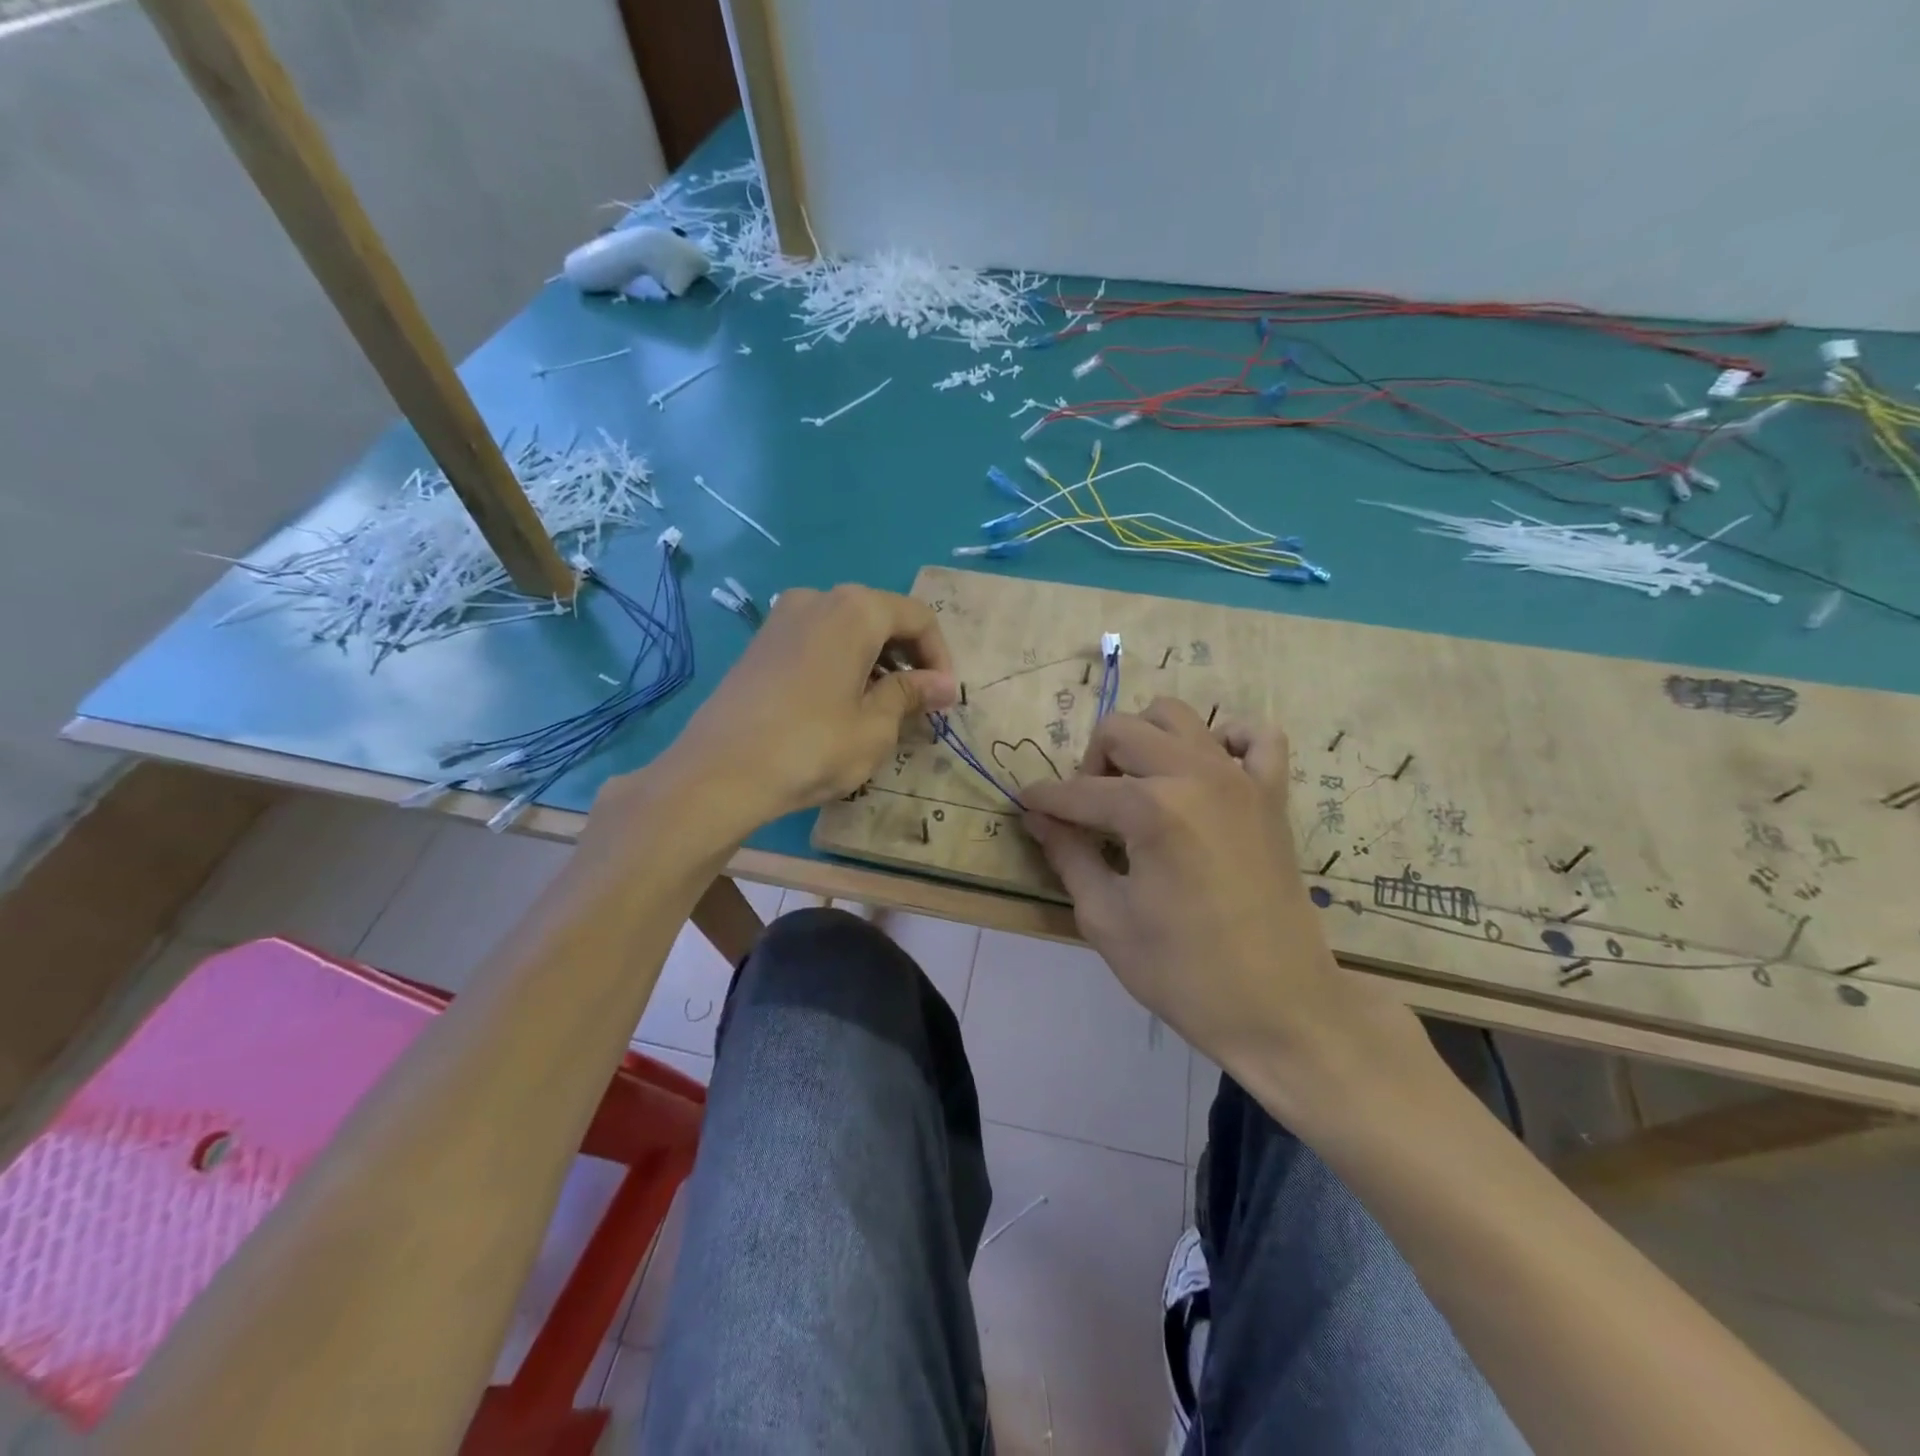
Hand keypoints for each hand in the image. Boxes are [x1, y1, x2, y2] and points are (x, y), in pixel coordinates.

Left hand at [635, 585, 955, 835]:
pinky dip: (843, 664)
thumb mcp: (875, 727)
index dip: (940, 657)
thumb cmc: (812, 747)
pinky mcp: (761, 643)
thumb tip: (944, 684)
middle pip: (881, 618)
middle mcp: (818, 599)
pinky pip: (818, 642)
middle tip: (919, 705)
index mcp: (854, 610)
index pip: (917, 618)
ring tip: (883, 709)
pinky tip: (842, 705)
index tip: (945, 699)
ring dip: (876, 662)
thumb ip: (911, 695)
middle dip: (908, 658)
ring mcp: (782, 618)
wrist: (719, 773)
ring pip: (848, 630)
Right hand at [1020, 698, 1387, 1099]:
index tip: (1024, 805)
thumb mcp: (1106, 919)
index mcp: (1150, 809)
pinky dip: (1225, 740)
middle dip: (1091, 764)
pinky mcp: (1272, 795)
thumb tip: (1038, 818)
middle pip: (1121, 730)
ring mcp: (1240, 779)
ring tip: (1137, 787)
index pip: (1077, 791)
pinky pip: (1256, 736)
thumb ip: (1069, 855)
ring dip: (1145, 741)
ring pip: (1177, 716)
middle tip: (1087, 810)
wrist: (1279, 1009)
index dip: (1042, 800)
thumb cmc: (1182, 972)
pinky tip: (1206, 772)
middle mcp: (1195, 775)